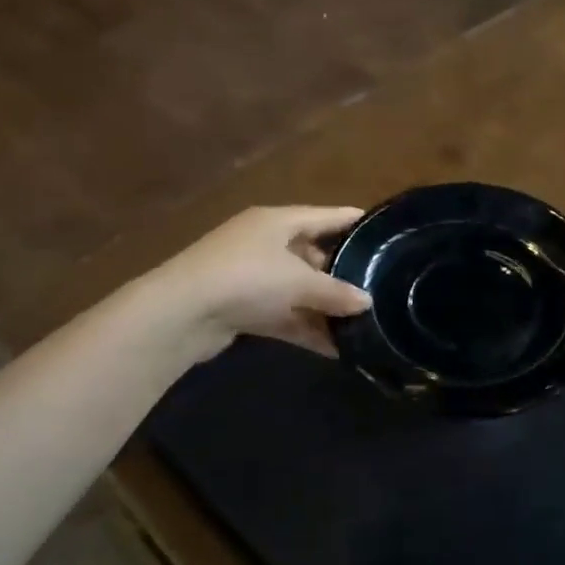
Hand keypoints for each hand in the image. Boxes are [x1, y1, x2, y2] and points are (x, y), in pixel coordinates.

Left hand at [147, 206, 370, 363]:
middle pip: (312, 254)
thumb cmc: (247, 278)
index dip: (354, 222)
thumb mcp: (299, 282)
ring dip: (324, 308)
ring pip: (298, 289)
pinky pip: (284, 315)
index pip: (326, 216)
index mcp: (278, 221)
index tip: (383, 231)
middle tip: (377, 286)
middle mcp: (264, 243)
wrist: (180, 313)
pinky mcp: (242, 307)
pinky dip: (305, 328)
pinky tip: (335, 349)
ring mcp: (251, 276)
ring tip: (362, 324)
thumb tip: (368, 301)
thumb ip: (336, 292)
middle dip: (342, 273)